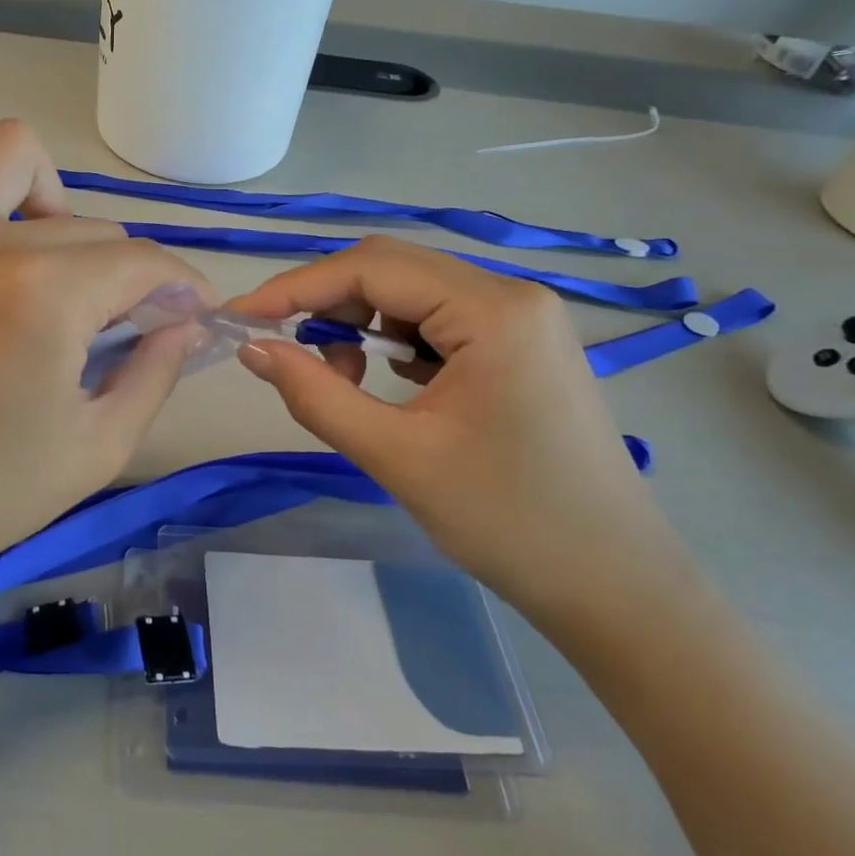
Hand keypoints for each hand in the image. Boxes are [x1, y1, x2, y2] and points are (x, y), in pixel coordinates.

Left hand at [0, 108, 212, 598]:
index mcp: (46, 296)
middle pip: (89, 225)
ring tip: (50, 255)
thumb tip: (186, 320)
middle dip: (125, 272)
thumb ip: (158, 370)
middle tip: (119, 324)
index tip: (192, 316)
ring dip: (50, 196)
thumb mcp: (101, 447)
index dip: (182, 289)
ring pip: (10, 154)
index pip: (144, 262)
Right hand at [229, 237, 688, 625]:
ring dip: (361, 322)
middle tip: (278, 344)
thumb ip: (315, 394)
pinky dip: (395, 341)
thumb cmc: (508, 522)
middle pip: (393, 270)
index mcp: (493, 310)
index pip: (372, 269)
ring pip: (413, 293)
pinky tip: (385, 380)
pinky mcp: (521, 345)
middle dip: (327, 301)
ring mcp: (522, 318)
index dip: (297, 287)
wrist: (614, 586)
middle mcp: (512, 295)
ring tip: (340, 378)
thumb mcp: (396, 456)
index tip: (241, 316)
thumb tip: (252, 348)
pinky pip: (439, 320)